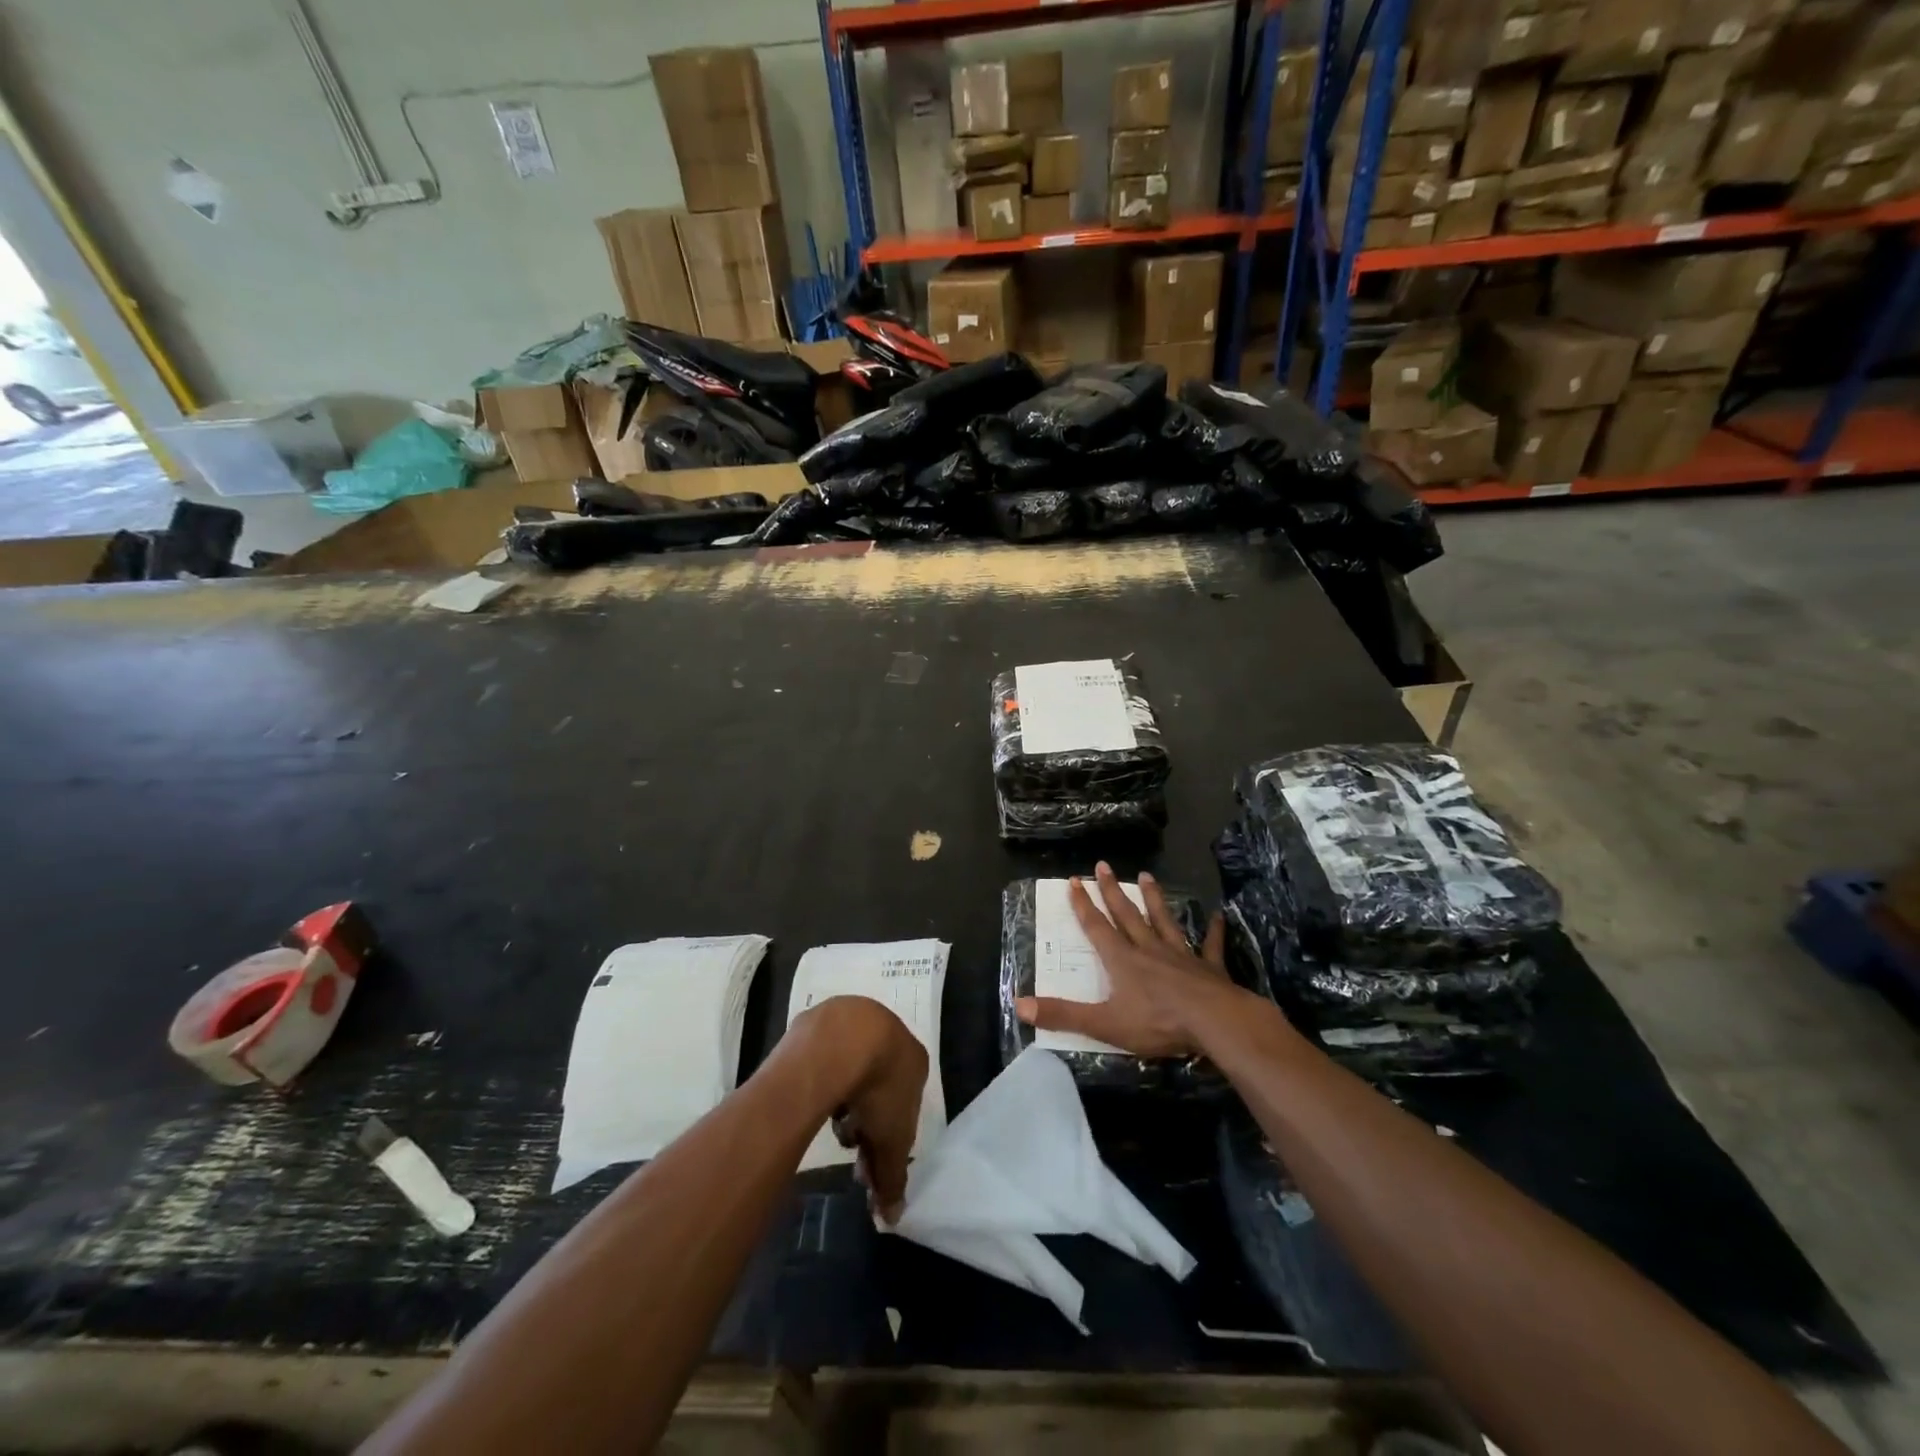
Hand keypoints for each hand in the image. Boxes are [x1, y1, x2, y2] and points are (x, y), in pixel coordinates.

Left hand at [799, 996, 926, 1222]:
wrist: (844, 1040)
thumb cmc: (879, 1089)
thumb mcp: (892, 1141)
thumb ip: (893, 1177)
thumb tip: (892, 1217)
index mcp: (915, 1058)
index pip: (905, 1103)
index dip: (887, 1136)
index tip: (867, 1159)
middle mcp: (890, 1032)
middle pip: (878, 1084)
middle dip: (864, 1119)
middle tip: (846, 1141)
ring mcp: (855, 1018)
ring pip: (851, 1067)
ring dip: (843, 1096)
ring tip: (829, 1117)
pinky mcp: (823, 1015)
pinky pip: (824, 1053)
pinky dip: (821, 1073)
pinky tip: (813, 1090)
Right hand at [1016, 862, 1242, 1057]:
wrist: (1215, 1021)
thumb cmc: (1158, 1022)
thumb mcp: (1104, 1023)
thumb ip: (1064, 1015)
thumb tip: (1020, 1005)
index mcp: (1122, 960)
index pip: (1097, 927)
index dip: (1083, 905)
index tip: (1075, 880)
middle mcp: (1149, 949)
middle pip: (1127, 915)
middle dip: (1113, 891)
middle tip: (1104, 865)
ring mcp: (1181, 955)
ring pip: (1164, 920)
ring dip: (1155, 899)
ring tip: (1147, 876)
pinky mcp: (1209, 967)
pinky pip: (1210, 945)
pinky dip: (1213, 930)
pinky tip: (1218, 916)